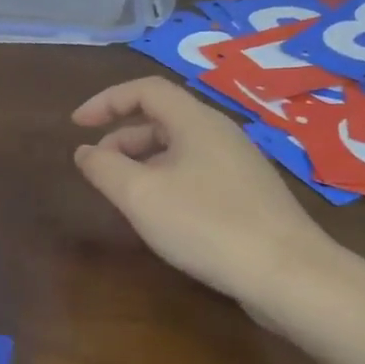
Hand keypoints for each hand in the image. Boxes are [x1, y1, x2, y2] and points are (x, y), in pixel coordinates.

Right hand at [71, 76, 340, 301]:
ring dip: (143, 161)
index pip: (145, 90)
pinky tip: (162, 214)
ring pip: (179, 147)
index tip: (76, 125)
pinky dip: (166, 179)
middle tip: (97, 168)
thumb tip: (84, 151)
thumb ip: (104, 168)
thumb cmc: (206, 225)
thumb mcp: (140, 195)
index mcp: (195, 121)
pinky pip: (196, 171)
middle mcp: (220, 133)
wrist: (288, 273)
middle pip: (162, 118)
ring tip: (124, 194)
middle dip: (121, 137)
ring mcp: (239, 164)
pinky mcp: (248, 193)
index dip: (106, 101)